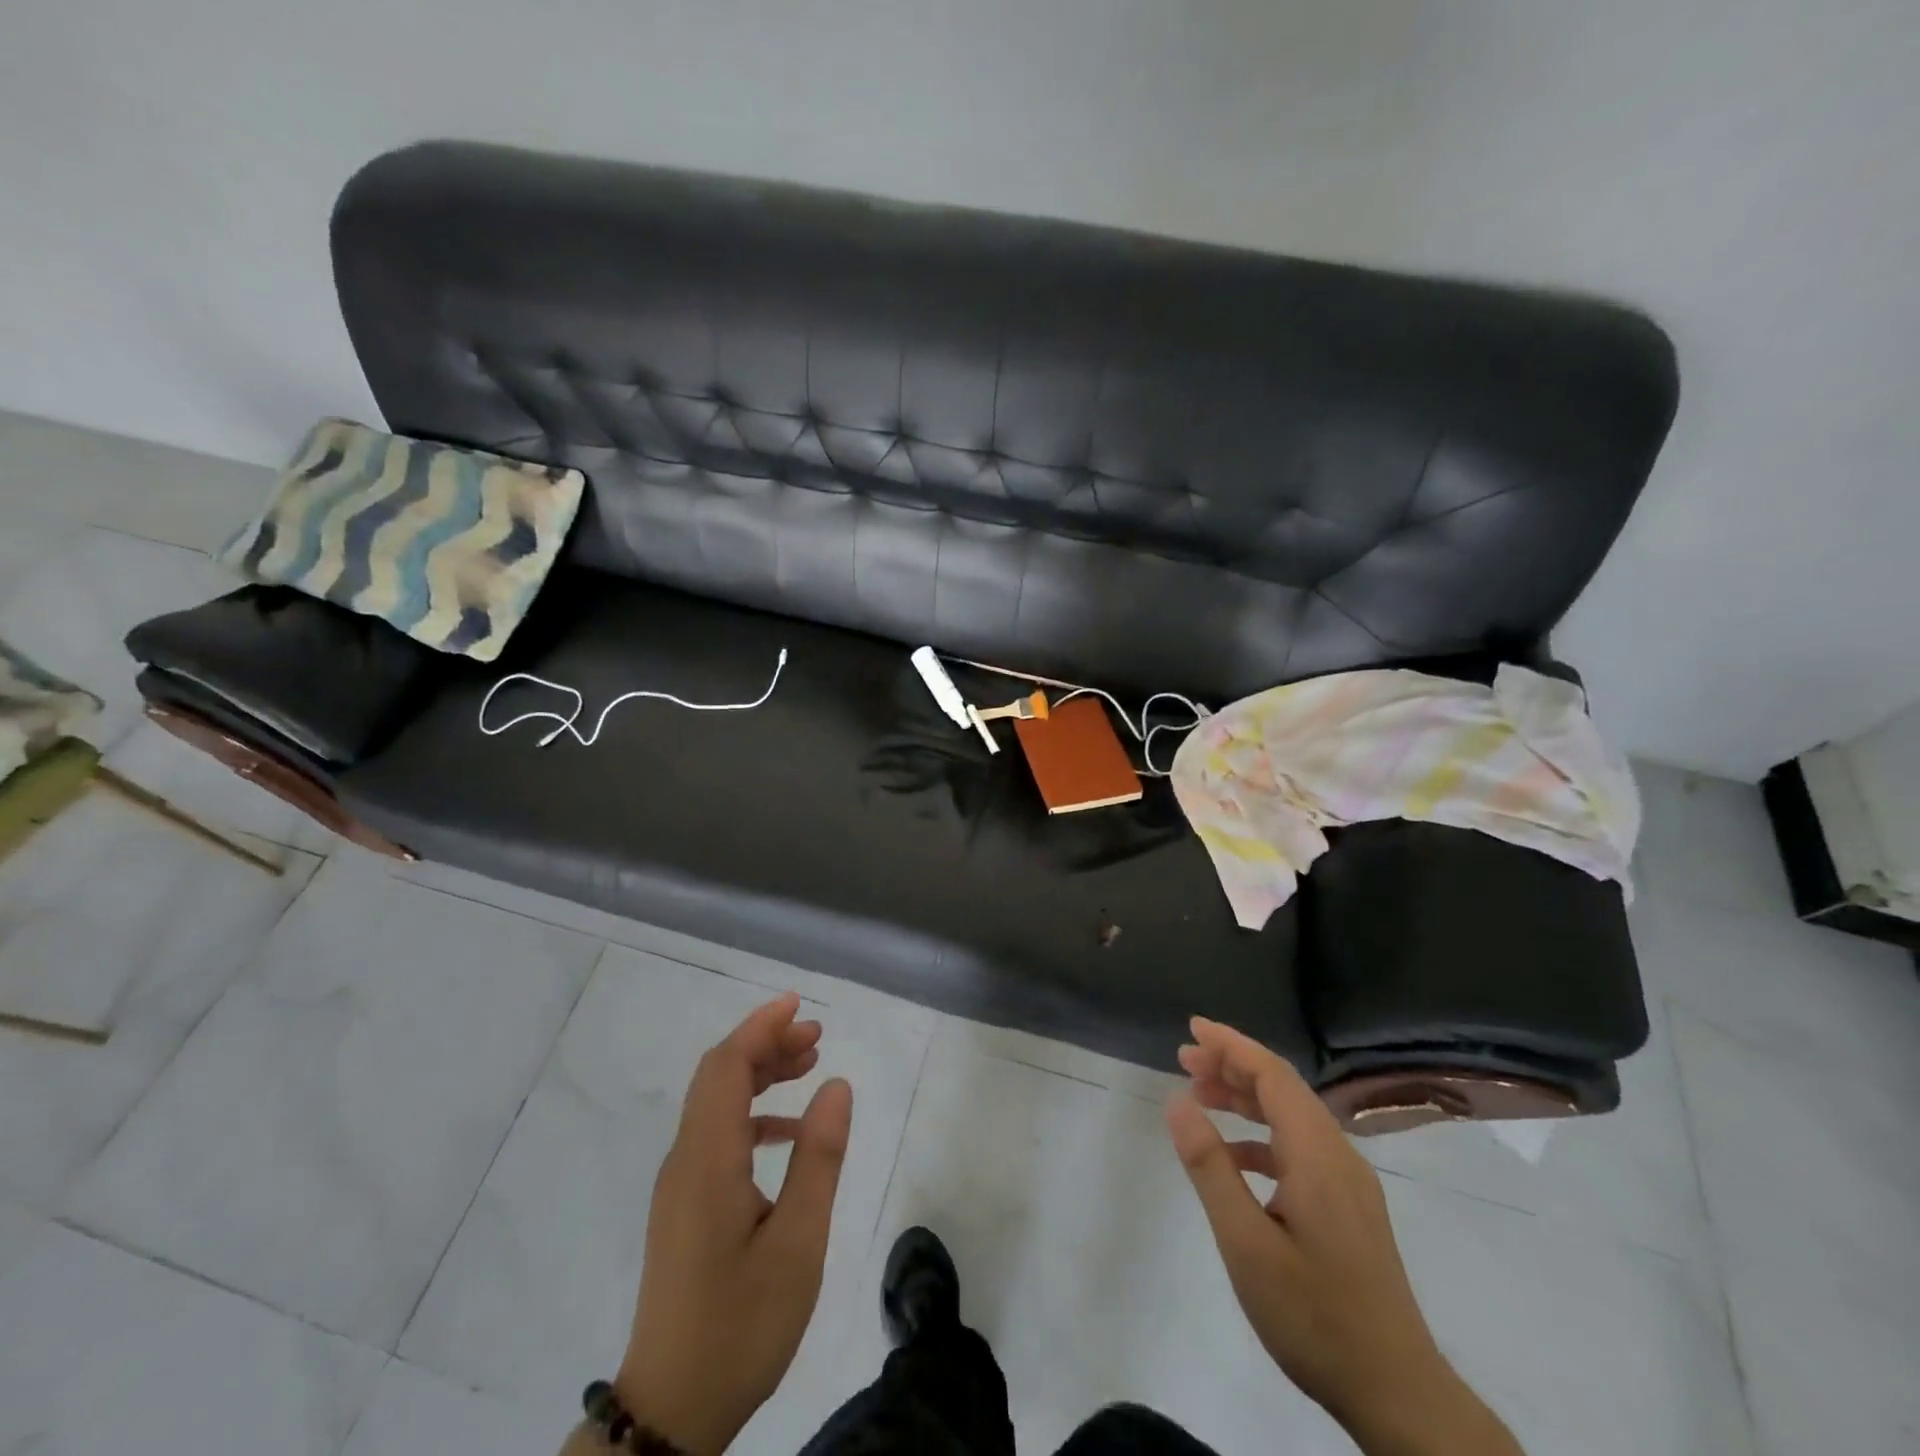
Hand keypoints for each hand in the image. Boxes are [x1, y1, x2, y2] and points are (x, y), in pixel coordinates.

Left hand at [615, 993, 852, 1455]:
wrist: (671, 1410)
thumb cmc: (740, 1325)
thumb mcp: (798, 1242)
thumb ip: (818, 1158)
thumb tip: (837, 1085)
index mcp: (707, 1160)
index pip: (726, 1066)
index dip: (760, 1027)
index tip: (799, 1005)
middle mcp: (685, 1160)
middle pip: (719, 1076)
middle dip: (765, 1044)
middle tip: (817, 1036)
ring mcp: (680, 1184)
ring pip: (717, 1103)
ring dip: (759, 1074)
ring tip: (810, 1066)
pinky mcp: (684, 1205)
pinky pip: (717, 1134)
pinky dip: (752, 1112)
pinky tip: (788, 1130)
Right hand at [1165, 1018, 1522, 1455]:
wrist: (1398, 1395)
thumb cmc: (1314, 1316)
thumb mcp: (1246, 1243)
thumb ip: (1210, 1167)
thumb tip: (1178, 1101)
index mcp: (1318, 1155)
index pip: (1273, 1075)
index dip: (1232, 1045)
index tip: (1193, 1027)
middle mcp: (1339, 1156)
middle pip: (1283, 1089)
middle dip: (1233, 1066)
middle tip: (1184, 1058)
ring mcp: (1349, 1183)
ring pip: (1293, 1117)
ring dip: (1247, 1099)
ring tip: (1200, 1095)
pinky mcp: (1350, 1207)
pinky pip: (1301, 1148)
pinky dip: (1262, 1136)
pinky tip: (1235, 1156)